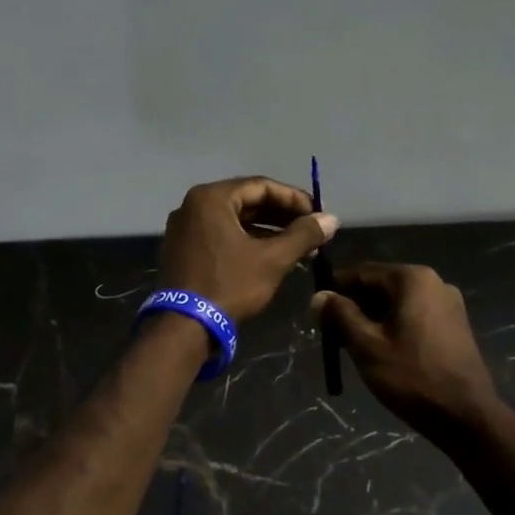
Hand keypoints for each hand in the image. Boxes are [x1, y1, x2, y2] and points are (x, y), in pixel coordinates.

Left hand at [159, 177, 338, 322]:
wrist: (184, 327)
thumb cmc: (229, 285)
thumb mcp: (272, 259)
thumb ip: (303, 235)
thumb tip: (331, 219)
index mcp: (211, 198)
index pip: (261, 186)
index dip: (294, 199)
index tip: (317, 214)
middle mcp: (193, 206)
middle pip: (246, 202)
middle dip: (281, 217)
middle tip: (310, 231)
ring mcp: (184, 229)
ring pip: (234, 221)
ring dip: (267, 231)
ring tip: (298, 247)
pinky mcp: (182, 250)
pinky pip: (220, 236)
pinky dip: (246, 242)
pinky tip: (271, 257)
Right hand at [313, 263, 500, 434]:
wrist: (467, 417)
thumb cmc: (412, 377)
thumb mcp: (367, 346)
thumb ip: (339, 315)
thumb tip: (318, 296)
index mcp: (412, 278)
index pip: (362, 272)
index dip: (335, 290)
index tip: (317, 312)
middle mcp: (434, 282)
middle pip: (381, 285)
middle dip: (355, 306)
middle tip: (333, 333)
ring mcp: (449, 303)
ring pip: (397, 302)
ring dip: (373, 318)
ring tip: (354, 345)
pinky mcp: (455, 325)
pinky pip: (415, 315)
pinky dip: (394, 326)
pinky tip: (383, 351)